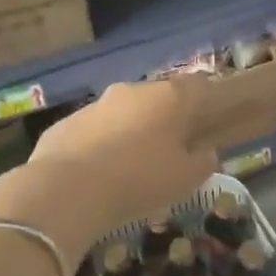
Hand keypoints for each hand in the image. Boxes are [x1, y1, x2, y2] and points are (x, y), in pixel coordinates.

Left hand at [0, 79, 217, 263]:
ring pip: (123, 113)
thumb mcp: (186, 179)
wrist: (68, 190)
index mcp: (168, 98)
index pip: (198, 85)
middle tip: (170, 148)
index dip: (206, 99)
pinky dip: (101, 145)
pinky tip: (99, 174)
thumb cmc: (140, 179)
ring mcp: (95, 104)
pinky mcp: (66, 123)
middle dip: (165, 118)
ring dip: (131, 131)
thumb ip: (203, 161)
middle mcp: (132, 91)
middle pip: (157, 98)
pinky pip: (94, 131)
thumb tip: (205, 152)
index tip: (209, 118)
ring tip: (132, 165)